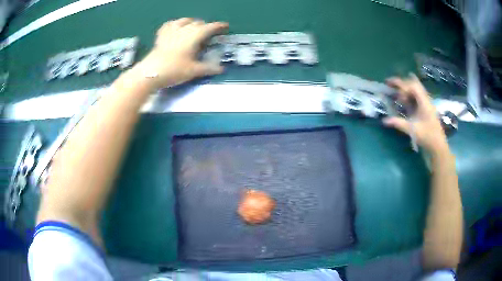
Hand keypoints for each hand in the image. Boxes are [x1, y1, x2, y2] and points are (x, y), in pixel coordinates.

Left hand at [136, 18, 228, 88]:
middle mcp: (184, 30)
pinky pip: (170, 24)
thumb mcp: (193, 71)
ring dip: (192, 22)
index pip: (209, 27)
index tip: (225, 26)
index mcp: (194, 36)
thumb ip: (208, 68)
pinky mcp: (161, 36)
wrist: (150, 73)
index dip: (218, 26)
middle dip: (205, 26)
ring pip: (184, 20)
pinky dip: (175, 24)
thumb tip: (221, 69)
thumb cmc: (174, 71)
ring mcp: (171, 31)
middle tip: (209, 33)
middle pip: (198, 23)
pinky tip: (175, 27)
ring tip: (193, 28)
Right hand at [383, 74, 447, 153]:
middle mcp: (425, 100)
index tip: (393, 92)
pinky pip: (416, 97)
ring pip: (415, 90)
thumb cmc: (427, 137)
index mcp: (424, 102)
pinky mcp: (425, 109)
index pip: (412, 86)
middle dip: (401, 83)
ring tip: (395, 88)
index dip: (402, 87)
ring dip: (405, 88)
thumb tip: (384, 120)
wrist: (438, 146)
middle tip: (389, 82)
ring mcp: (426, 104)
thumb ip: (398, 123)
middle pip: (413, 84)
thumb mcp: (412, 130)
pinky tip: (403, 98)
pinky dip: (408, 95)